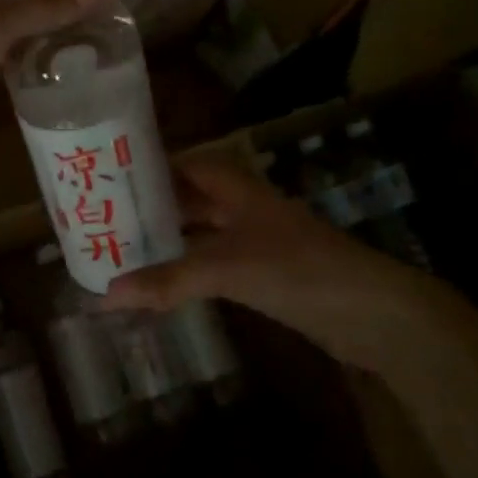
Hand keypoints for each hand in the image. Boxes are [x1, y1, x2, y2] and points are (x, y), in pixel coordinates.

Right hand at [100, 154, 472, 373]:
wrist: (373, 313)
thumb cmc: (298, 270)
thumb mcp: (226, 269)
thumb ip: (167, 280)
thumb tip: (105, 294)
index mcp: (238, 190)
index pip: (188, 164)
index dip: (152, 167)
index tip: (112, 177)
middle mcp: (245, 209)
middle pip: (192, 199)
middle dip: (154, 208)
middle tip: (107, 219)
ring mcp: (258, 243)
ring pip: (203, 234)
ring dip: (170, 241)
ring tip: (123, 251)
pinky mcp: (266, 276)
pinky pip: (216, 265)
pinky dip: (188, 271)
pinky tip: (163, 283)